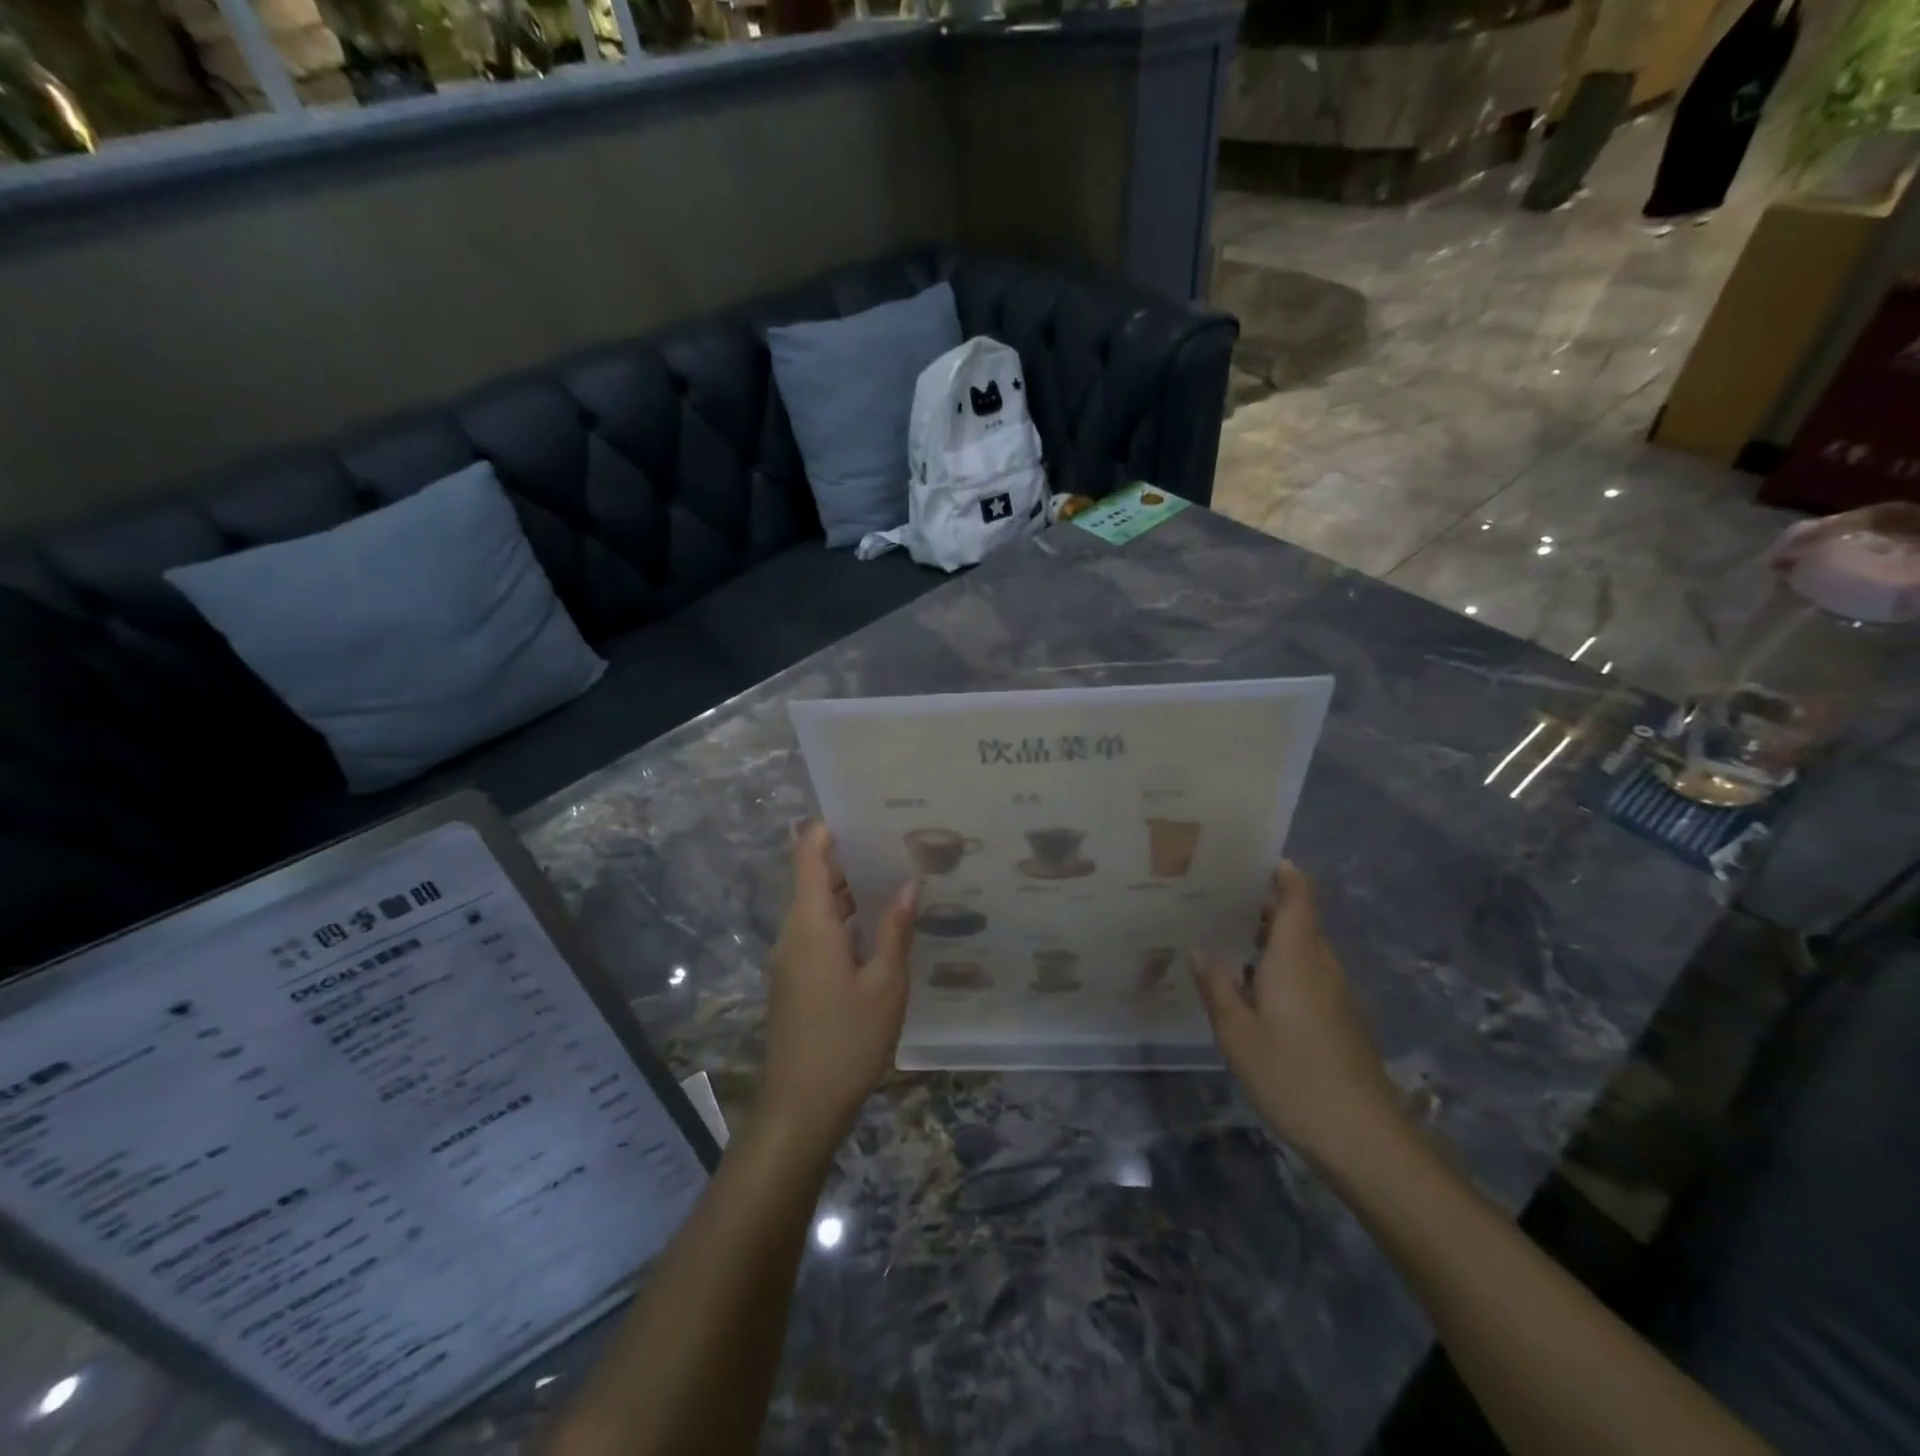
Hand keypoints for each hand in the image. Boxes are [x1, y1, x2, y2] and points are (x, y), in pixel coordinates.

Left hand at [760, 823, 917, 1152]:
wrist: (800, 1108)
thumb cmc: (846, 1041)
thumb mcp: (885, 984)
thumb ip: (895, 930)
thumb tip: (909, 884)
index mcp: (810, 923)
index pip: (808, 856)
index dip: (826, 828)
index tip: (862, 811)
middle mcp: (793, 932)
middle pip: (813, 878)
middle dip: (849, 857)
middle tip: (896, 841)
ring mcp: (791, 957)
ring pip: (817, 907)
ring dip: (849, 890)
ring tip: (895, 874)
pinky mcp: (795, 979)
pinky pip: (818, 932)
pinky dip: (845, 918)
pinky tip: (879, 925)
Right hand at [1193, 862, 1402, 1166]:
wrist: (1364, 1139)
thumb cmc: (1292, 1076)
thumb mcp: (1237, 1034)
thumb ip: (1217, 988)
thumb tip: (1199, 950)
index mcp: (1297, 958)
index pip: (1299, 898)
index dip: (1284, 874)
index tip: (1254, 858)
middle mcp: (1321, 966)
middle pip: (1300, 920)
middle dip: (1266, 904)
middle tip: (1220, 896)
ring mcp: (1336, 995)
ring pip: (1304, 949)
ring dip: (1272, 937)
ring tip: (1228, 936)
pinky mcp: (1341, 1020)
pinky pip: (1309, 974)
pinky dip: (1282, 965)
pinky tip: (1253, 986)